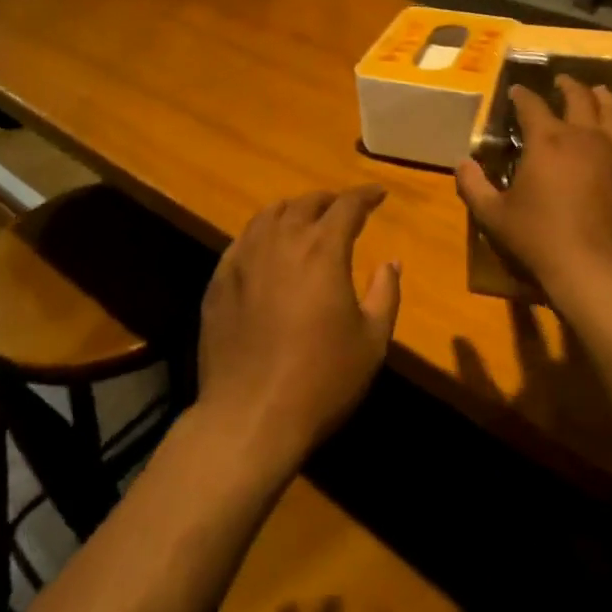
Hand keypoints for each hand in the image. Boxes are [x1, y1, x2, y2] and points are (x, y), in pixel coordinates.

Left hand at [195, 186, 400, 476]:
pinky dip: (263, 233)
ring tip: (304, 219)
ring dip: (293, 210)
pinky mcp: (220, 279)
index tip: (378, 195)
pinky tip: (267, 248)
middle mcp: (282, 241)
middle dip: (330, 201)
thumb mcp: (372, 341)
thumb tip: (391, 262)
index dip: (366, 196)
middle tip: (343, 209)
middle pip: (306, 203)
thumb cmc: (321, 379)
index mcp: (323, 249)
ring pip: (270, 214)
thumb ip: (385, 293)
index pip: (347, 206)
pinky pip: (244, 240)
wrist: (250, 416)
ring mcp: (245, 257)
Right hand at [456, 75, 611, 310]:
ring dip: (603, 98)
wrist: (596, 270)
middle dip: (567, 86)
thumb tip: (461, 163)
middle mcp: (583, 135)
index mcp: (546, 140)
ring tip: (598, 91)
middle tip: (561, 81)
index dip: (521, 95)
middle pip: (577, 97)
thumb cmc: (540, 239)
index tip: (515, 91)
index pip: (530, 105)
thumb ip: (474, 186)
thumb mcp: (494, 215)